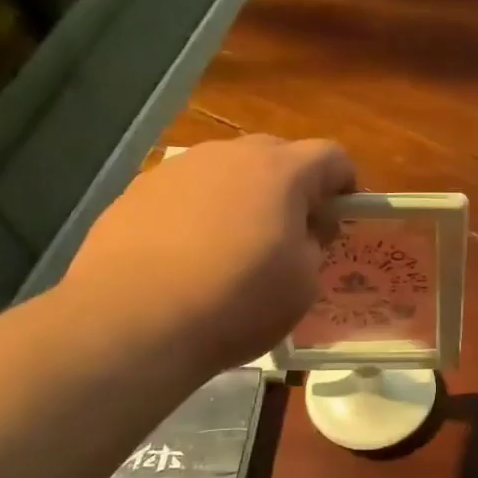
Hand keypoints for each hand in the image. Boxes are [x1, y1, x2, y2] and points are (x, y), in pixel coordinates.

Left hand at [63, 135, 355, 374]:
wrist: (133, 322)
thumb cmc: (236, 302)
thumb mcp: (303, 284)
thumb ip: (312, 245)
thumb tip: (300, 233)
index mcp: (281, 172)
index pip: (331, 156)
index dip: (344, 184)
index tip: (339, 220)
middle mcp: (229, 155)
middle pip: (277, 155)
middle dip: (293, 187)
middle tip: (290, 234)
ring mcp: (178, 169)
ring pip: (227, 171)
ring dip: (243, 197)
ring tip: (233, 247)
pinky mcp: (137, 190)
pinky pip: (186, 192)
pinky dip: (199, 212)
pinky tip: (187, 256)